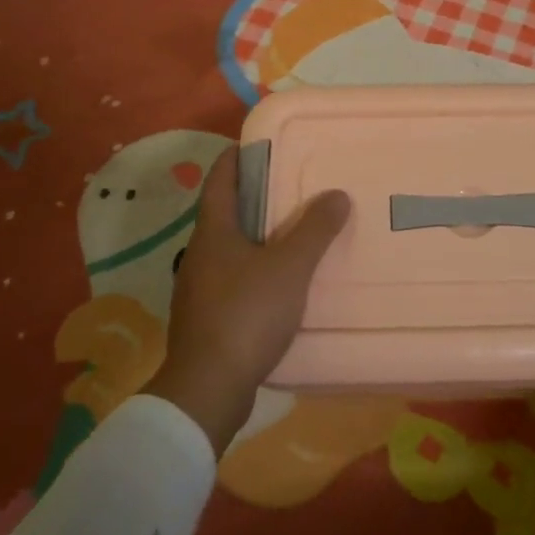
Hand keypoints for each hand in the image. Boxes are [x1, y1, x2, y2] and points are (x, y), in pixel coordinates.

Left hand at [142, 146, 349, 454]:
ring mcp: (197, 290)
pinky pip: (230, 281)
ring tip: (287, 235)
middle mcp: (198, 255)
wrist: (207, 389)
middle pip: (222, 214)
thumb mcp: (289, 268)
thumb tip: (337, 193)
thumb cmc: (246, 315)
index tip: (255, 145)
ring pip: (226, 250)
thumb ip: (315, 230)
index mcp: (212, 233)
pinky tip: (275, 286)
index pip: (219, 181)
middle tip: (287, 189)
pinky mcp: (205, 320)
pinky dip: (252, 272)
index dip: (234, 159)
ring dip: (253, 238)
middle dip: (251, 199)